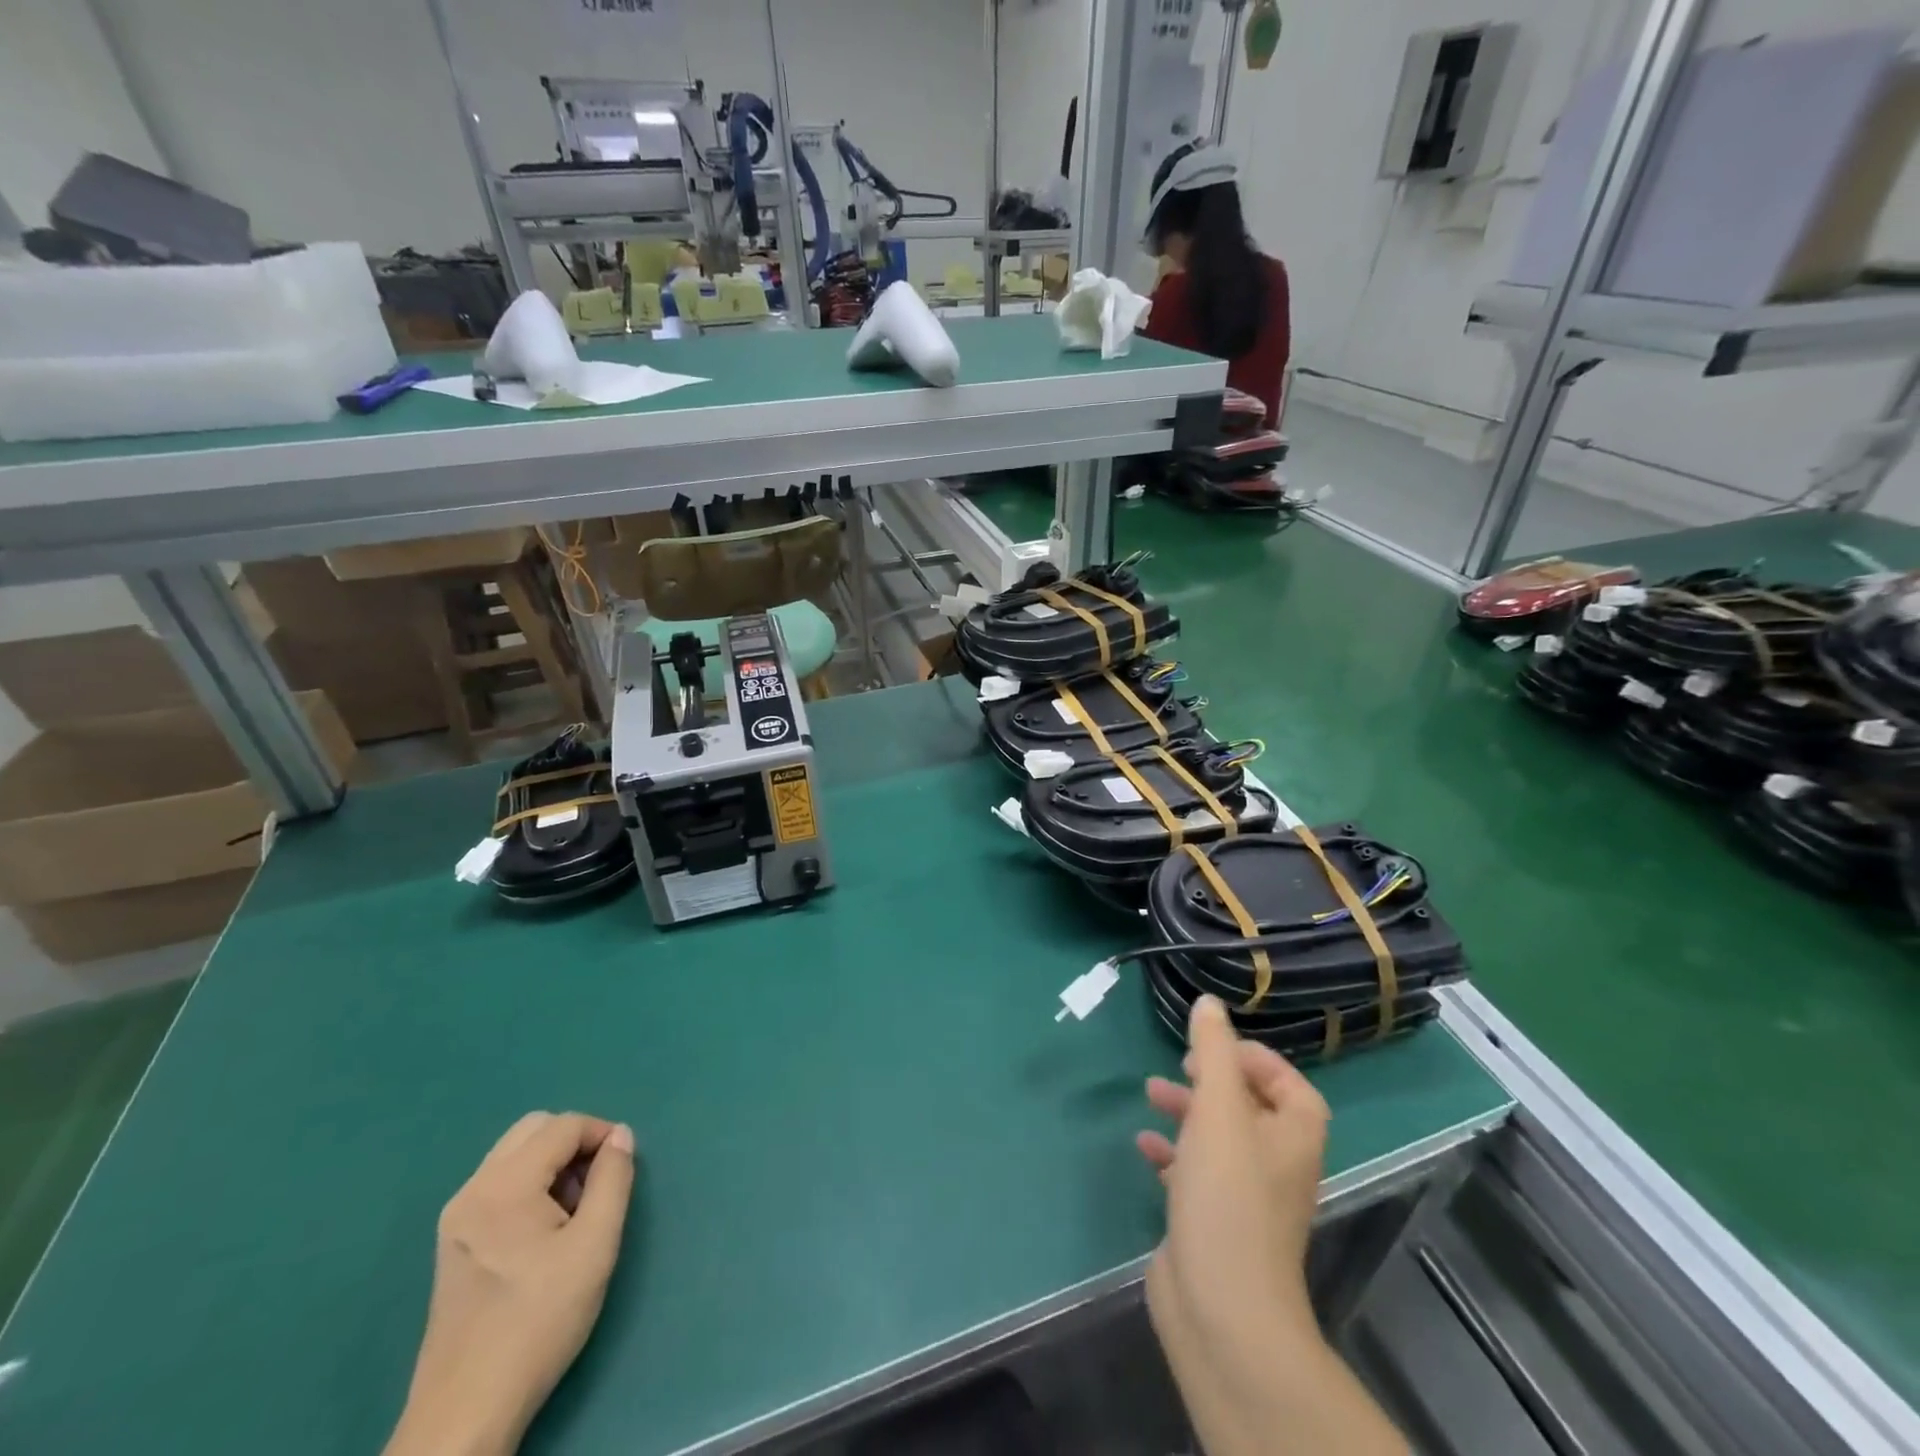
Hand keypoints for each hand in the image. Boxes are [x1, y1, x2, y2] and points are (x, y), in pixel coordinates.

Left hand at [385, 1112, 636, 1455]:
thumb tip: (620, 1136)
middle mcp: (472, 1189)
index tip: (624, 1166)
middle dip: (574, 1143)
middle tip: (597, 1184)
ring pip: (515, 1154)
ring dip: (552, 1163)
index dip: (602, 1134)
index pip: (563, 1126)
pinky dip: (530, 1185)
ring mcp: (456, 1217)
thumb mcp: (595, 1245)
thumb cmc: (538, 1321)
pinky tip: (544, 1232)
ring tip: (574, 1211)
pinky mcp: (452, 1242)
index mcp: (503, 1185)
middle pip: (534, 1129)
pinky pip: (499, 1184)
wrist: (465, 1411)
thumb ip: (614, 1179)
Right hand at [1137, 995, 1327, 1353]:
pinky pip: (1194, 1172)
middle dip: (1213, 1080)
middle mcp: (1276, 1165)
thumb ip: (1213, 1051)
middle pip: (1251, 1108)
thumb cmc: (1228, 1196)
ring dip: (1188, 1111)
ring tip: (1150, 1093)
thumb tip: (1210, 1003)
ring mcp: (1244, 1198)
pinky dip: (1172, 1152)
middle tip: (1180, 1064)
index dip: (1258, 1060)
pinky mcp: (1212, 1221)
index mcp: (1292, 1137)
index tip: (1215, 1047)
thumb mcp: (1219, 1109)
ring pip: (1219, 1138)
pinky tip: (1144, 1145)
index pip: (1292, 1086)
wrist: (1221, 1308)